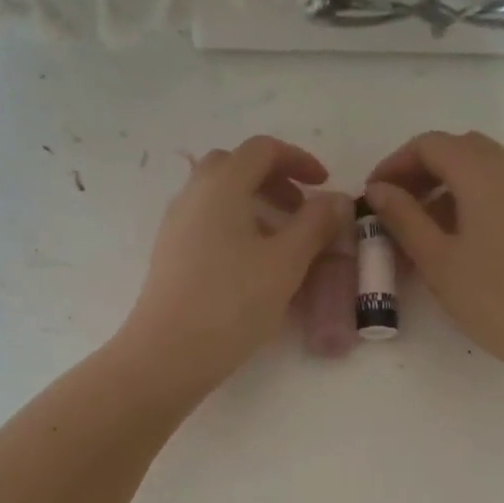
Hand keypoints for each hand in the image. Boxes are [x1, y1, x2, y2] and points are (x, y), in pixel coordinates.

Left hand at [120, 135, 351, 388]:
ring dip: (254, 203)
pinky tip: (253, 265)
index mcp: (221, 185)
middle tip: (300, 209)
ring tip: (282, 240)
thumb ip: (315, 224)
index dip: (298, 159)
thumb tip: (335, 199)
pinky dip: (236, 225)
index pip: (262, 149)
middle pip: (235, 166)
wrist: (168, 353)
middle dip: (273, 179)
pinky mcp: (170, 254)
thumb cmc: (232, 302)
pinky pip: (207, 222)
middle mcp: (192, 195)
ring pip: (219, 195)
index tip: (323, 185)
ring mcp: (176, 225)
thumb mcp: (286, 262)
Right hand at [364, 131, 503, 386]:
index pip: (431, 144)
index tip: (373, 195)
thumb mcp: (438, 261)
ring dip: (445, 187)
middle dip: (421, 171)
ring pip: (481, 171)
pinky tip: (455, 242)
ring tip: (419, 230)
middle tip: (394, 207)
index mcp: (484, 175)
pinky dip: (469, 201)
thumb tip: (378, 190)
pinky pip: (499, 192)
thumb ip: (404, 218)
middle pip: (459, 150)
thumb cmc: (496, 299)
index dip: (395, 163)